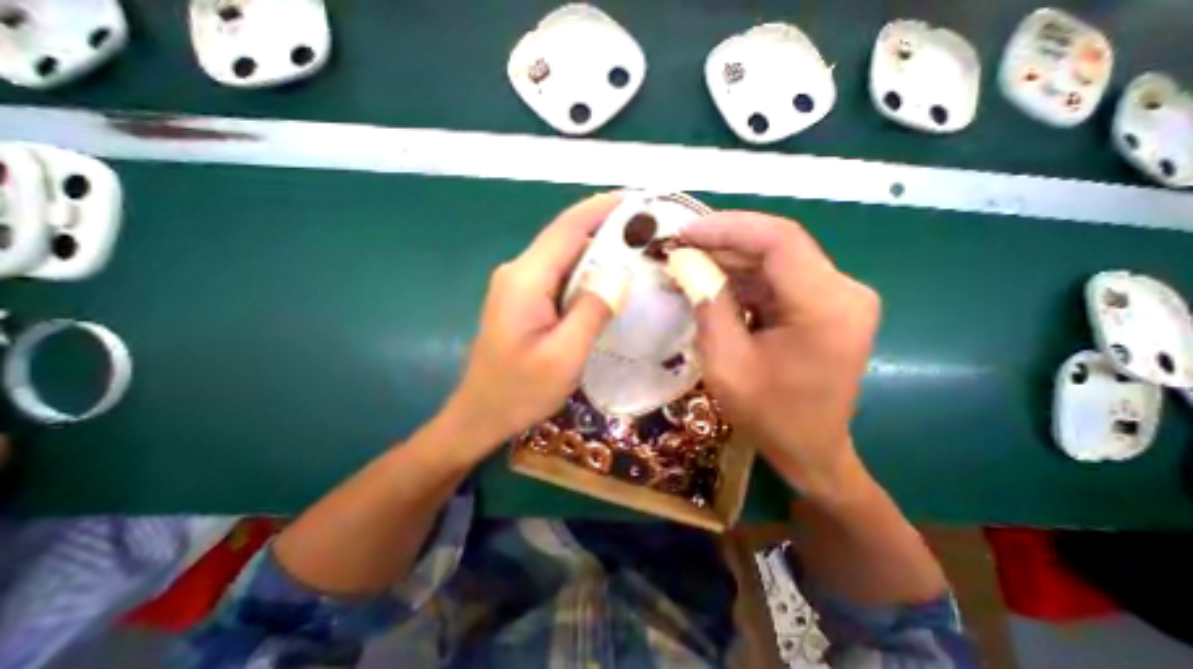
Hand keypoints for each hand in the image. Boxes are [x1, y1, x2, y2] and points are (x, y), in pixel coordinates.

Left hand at [444, 192, 626, 451]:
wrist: (481, 415)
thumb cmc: (520, 391)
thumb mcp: (563, 356)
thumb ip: (591, 310)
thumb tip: (619, 272)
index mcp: (526, 279)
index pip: (568, 228)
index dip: (602, 208)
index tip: (637, 199)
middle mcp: (519, 272)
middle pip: (566, 237)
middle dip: (605, 226)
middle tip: (647, 228)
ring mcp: (518, 285)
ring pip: (564, 255)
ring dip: (598, 249)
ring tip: (637, 250)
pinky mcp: (523, 299)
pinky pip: (559, 275)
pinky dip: (586, 271)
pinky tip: (609, 279)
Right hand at [676, 211, 877, 502]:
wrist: (809, 448)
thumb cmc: (769, 414)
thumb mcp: (726, 363)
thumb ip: (709, 306)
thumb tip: (688, 263)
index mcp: (826, 305)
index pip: (779, 240)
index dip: (727, 228)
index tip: (684, 232)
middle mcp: (843, 291)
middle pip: (777, 246)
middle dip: (722, 243)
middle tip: (678, 248)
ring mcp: (837, 296)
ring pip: (774, 260)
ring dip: (729, 260)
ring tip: (687, 263)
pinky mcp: (824, 305)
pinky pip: (777, 279)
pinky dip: (742, 278)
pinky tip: (711, 282)